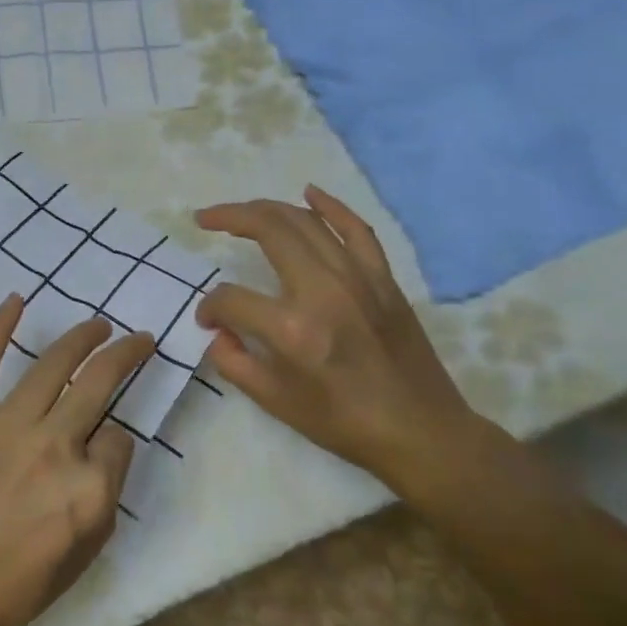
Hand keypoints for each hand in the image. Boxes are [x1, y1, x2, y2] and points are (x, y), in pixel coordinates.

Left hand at [0, 297, 154, 625]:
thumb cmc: (14, 585)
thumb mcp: (84, 555)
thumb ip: (105, 495)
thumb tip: (107, 445)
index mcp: (89, 487)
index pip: (119, 439)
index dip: (117, 440)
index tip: (104, 446)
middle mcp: (56, 444)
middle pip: (100, 383)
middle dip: (126, 355)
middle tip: (140, 339)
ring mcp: (9, 423)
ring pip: (54, 364)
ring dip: (82, 337)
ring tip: (98, 324)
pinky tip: (16, 300)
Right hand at [195, 187, 477, 486]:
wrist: (422, 432)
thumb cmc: (343, 422)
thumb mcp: (274, 402)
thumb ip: (232, 361)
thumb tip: (218, 330)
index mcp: (292, 328)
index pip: (231, 298)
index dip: (210, 307)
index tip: (208, 321)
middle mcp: (323, 290)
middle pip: (268, 230)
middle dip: (229, 218)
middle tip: (205, 219)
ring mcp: (358, 278)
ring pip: (305, 221)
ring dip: (266, 208)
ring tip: (239, 212)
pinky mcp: (382, 279)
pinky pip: (355, 229)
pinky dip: (330, 206)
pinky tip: (308, 193)